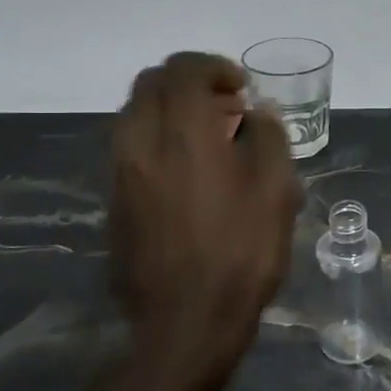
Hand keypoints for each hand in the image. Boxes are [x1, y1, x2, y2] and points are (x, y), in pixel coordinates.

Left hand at [109, 52, 301, 390]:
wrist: (185, 323)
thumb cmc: (240, 253)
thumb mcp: (276, 191)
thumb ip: (269, 138)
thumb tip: (258, 113)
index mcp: (182, 133)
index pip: (183, 69)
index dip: (215, 67)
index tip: (242, 90)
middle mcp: (140, 142)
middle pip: (151, 83)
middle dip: (190, 83)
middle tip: (227, 108)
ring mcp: (121, 172)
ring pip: (136, 114)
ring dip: (172, 111)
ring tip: (211, 140)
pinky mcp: (114, 200)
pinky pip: (132, 146)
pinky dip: (159, 139)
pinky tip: (191, 172)